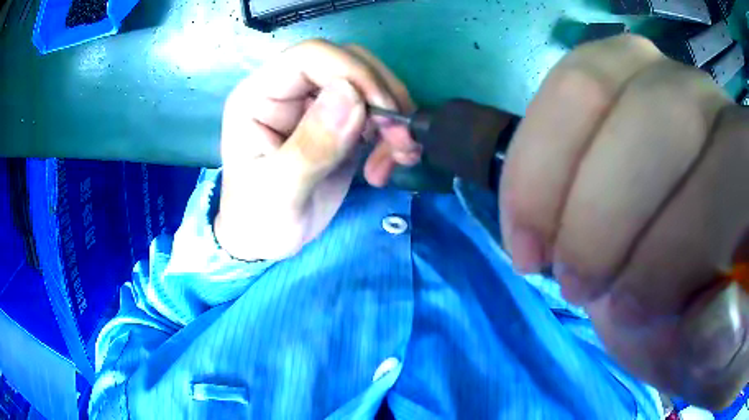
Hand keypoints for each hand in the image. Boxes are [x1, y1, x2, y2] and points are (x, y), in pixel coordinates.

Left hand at [216, 40, 419, 260]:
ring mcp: (314, 105)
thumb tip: (351, 95)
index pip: (311, 56)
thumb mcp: (281, 191)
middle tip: (399, 140)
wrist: (266, 240)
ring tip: (396, 159)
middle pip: (348, 63)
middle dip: (382, 97)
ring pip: (369, 86)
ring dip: (393, 119)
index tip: (384, 112)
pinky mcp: (338, 123)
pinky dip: (393, 133)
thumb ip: (312, 146)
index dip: (353, 73)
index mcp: (259, 95)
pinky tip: (390, 163)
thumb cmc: (259, 219)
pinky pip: (376, 112)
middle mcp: (288, 90)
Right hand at [500, 35, 747, 408]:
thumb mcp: (698, 334)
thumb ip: (697, 329)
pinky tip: (530, 202)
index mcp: (748, 171)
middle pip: (658, 116)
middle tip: (572, 283)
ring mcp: (658, 72)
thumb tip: (650, 300)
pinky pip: (564, 83)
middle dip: (602, 213)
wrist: (680, 242)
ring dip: (550, 175)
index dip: (666, 257)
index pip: (718, 188)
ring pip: (591, 83)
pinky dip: (536, 149)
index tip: (623, 314)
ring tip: (536, 246)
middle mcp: (710, 101)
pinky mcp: (615, 71)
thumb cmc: (695, 297)